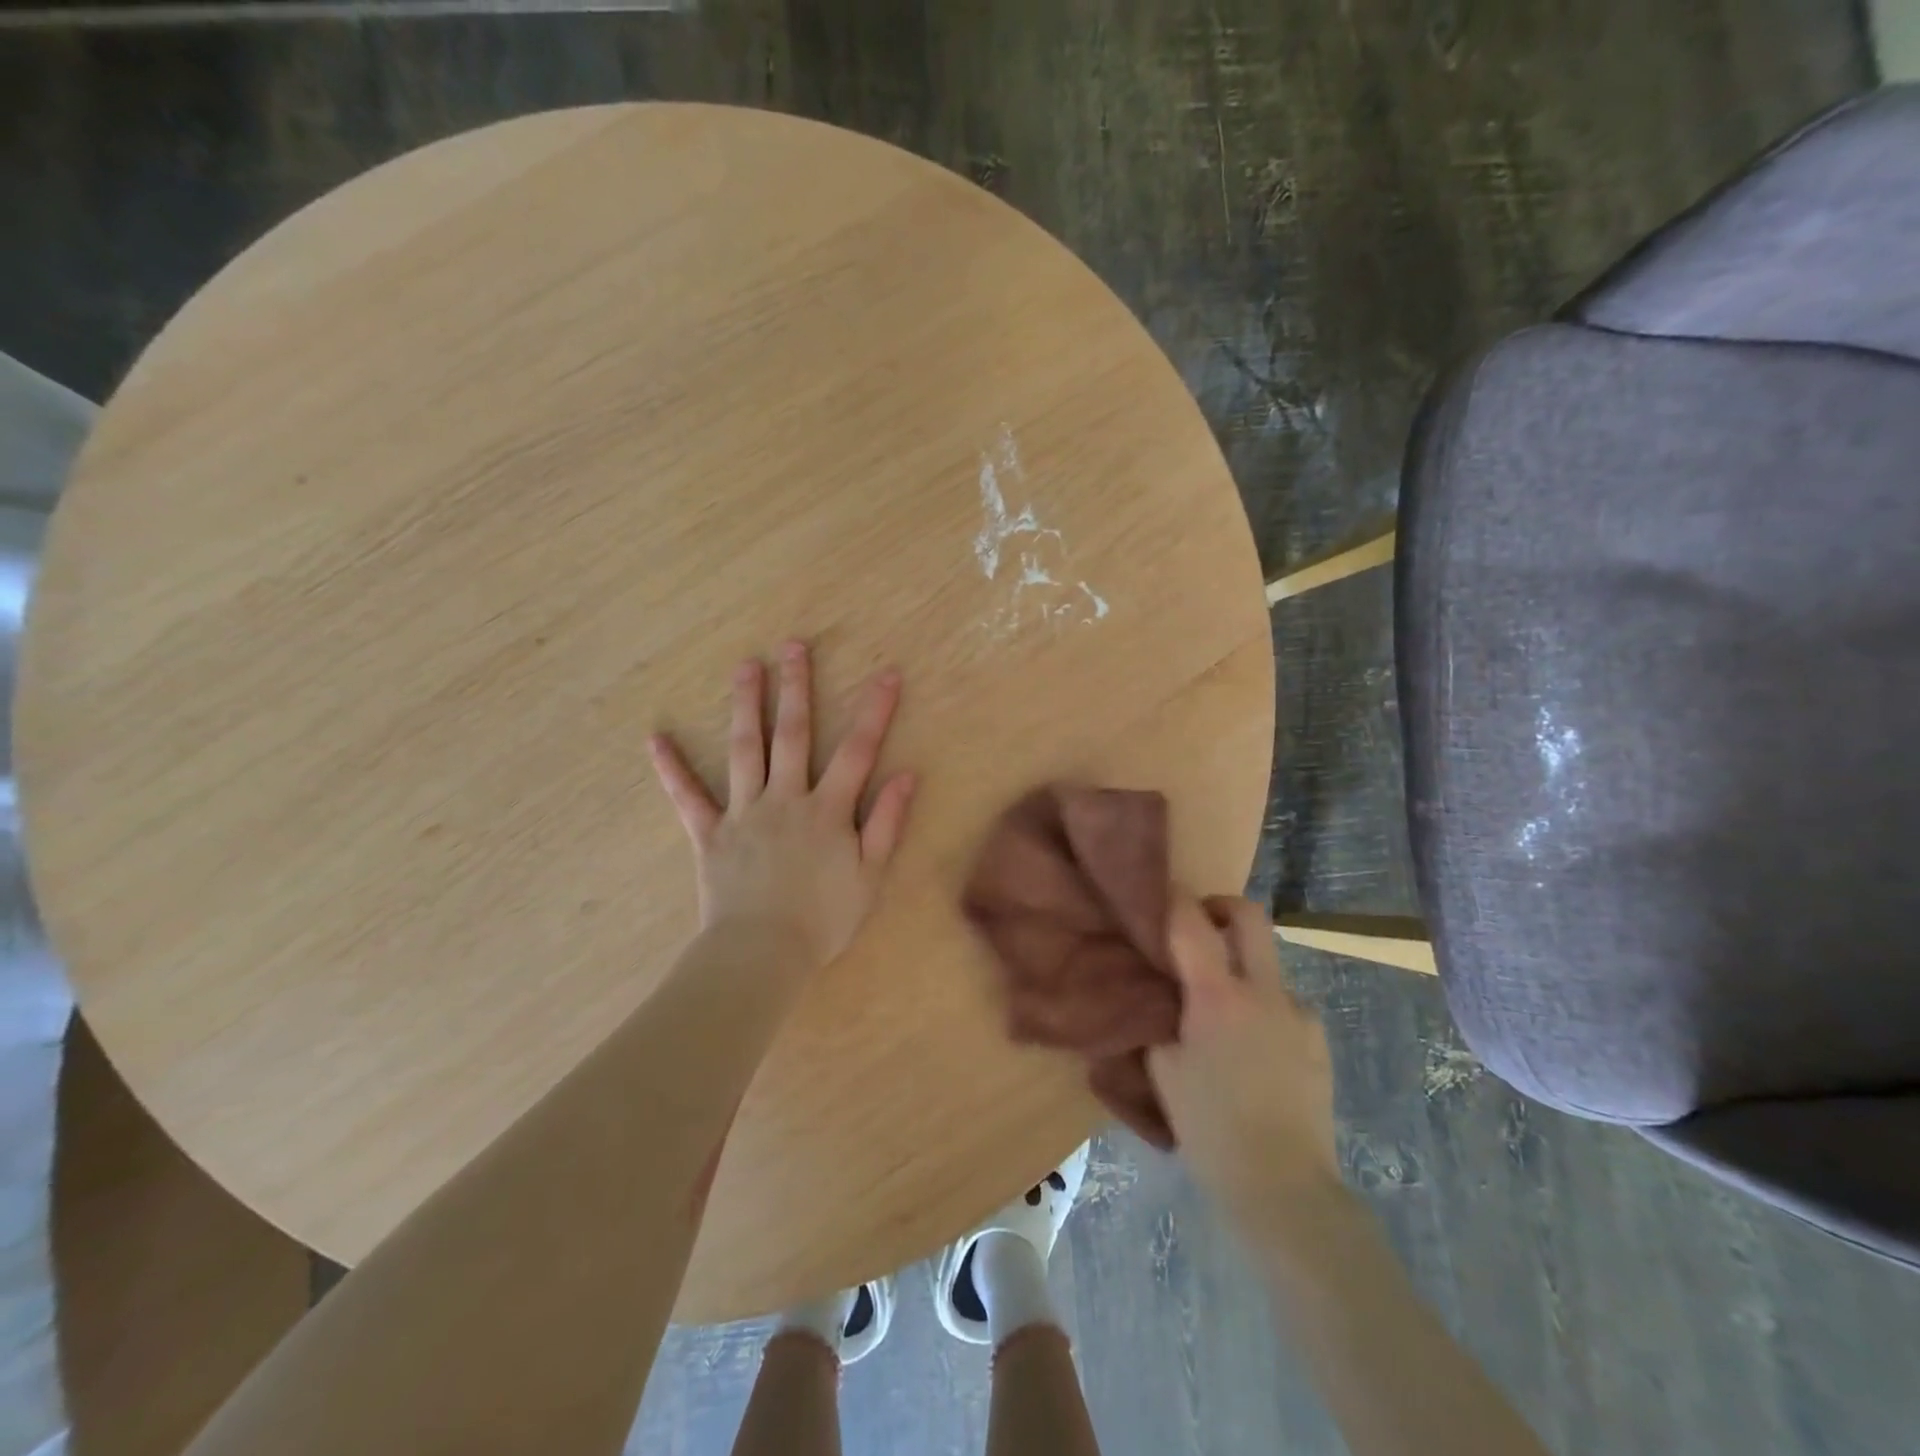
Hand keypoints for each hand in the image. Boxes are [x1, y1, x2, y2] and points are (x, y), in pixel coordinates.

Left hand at [648, 642, 916, 971]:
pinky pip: (689, 798)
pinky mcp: (710, 834)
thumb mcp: (870, 876)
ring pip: (745, 750)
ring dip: (746, 706)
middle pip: (793, 734)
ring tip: (744, 666)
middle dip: (796, 688)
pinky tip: (656, 739)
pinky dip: (672, 769)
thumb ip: (887, 823)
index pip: (858, 751)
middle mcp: (786, 799)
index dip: (874, 710)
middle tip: (793, 646)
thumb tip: (906, 775)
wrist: (763, 954)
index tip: (886, 673)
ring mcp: (744, 813)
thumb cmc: (823, 919)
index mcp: (827, 810)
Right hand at [1148, 894, 1340, 1237]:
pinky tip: (1255, 1047)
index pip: (1191, 920)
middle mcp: (1263, 990)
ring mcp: (1298, 1013)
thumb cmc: (1209, 1127)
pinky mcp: (1319, 1039)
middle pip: (1250, 916)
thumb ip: (1156, 1016)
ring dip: (1244, 968)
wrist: (1283, 1186)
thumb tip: (1153, 986)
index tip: (1158, 895)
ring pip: (1269, 963)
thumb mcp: (1162, 1069)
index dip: (1172, 898)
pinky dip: (1266, 1008)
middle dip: (1222, 907)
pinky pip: (1286, 1004)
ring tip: (1224, 1011)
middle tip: (1200, 927)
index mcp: (1217, 995)